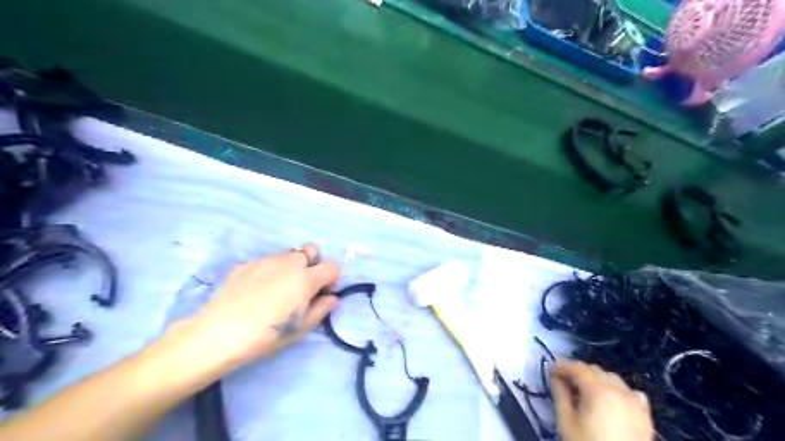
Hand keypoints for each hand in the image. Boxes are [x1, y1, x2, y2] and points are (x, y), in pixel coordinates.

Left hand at [187, 242, 342, 374]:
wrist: (219, 333)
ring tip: (278, 290)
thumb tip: (332, 298)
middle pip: (312, 251)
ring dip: (292, 267)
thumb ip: (321, 309)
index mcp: (306, 278)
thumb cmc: (267, 335)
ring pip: (289, 255)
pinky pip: (268, 261)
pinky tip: (257, 292)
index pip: (332, 266)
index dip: (331, 280)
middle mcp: (289, 262)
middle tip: (302, 287)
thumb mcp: (301, 329)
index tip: (321, 295)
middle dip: (313, 265)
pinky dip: (271, 271)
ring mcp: (267, 260)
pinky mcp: (247, 263)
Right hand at [548, 361, 654, 440]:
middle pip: (594, 370)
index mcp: (598, 389)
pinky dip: (619, 391)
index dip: (561, 366)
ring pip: (612, 378)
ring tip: (586, 394)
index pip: (576, 367)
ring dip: (597, 380)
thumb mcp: (566, 421)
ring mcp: (635, 402)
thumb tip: (555, 377)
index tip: (551, 372)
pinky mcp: (645, 415)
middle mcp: (619, 390)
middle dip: (578, 373)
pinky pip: (631, 393)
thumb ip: (559, 394)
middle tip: (565, 384)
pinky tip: (612, 402)